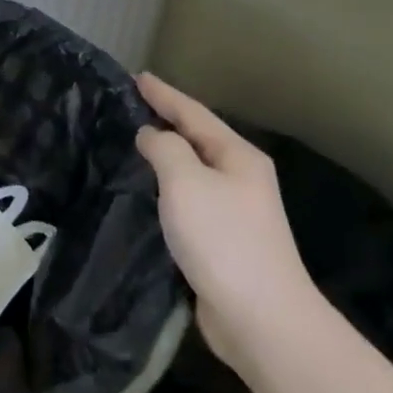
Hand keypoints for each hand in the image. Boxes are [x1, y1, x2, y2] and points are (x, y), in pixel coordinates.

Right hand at [134, 73, 319, 369]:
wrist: (260, 315)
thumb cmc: (222, 239)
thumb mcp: (186, 182)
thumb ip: (165, 149)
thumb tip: (152, 135)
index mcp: (238, 157)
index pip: (194, 114)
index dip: (164, 94)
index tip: (138, 76)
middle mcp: (240, 177)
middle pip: (198, 138)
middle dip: (167, 119)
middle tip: (132, 104)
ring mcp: (234, 209)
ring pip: (193, 168)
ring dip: (166, 153)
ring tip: (135, 141)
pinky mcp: (222, 238)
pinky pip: (188, 197)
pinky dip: (167, 184)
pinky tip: (149, 188)